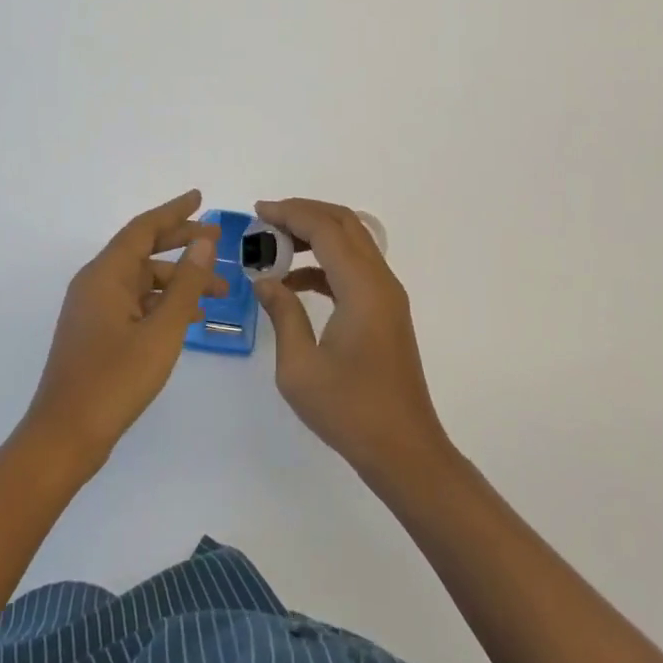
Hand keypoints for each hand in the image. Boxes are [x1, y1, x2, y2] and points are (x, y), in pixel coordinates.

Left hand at [21, 190, 223, 472]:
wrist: (65, 436)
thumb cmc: (115, 380)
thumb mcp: (162, 331)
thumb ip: (186, 284)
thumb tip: (204, 241)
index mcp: (105, 274)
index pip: (143, 228)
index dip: (174, 212)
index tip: (200, 198)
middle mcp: (96, 283)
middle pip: (142, 250)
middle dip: (181, 243)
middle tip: (217, 241)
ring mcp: (93, 308)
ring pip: (141, 280)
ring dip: (178, 280)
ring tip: (218, 291)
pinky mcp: (95, 332)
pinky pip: (134, 302)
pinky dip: (162, 303)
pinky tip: (190, 319)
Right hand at [253, 198, 450, 481]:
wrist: (404, 451)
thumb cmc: (350, 410)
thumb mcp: (300, 367)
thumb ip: (282, 314)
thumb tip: (265, 281)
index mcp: (362, 288)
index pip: (325, 229)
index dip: (290, 213)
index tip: (257, 211)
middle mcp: (380, 281)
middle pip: (344, 224)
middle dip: (304, 213)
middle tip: (266, 220)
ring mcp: (386, 296)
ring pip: (351, 243)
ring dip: (315, 236)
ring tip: (274, 246)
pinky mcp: (384, 312)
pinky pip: (354, 268)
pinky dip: (324, 263)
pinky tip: (294, 283)